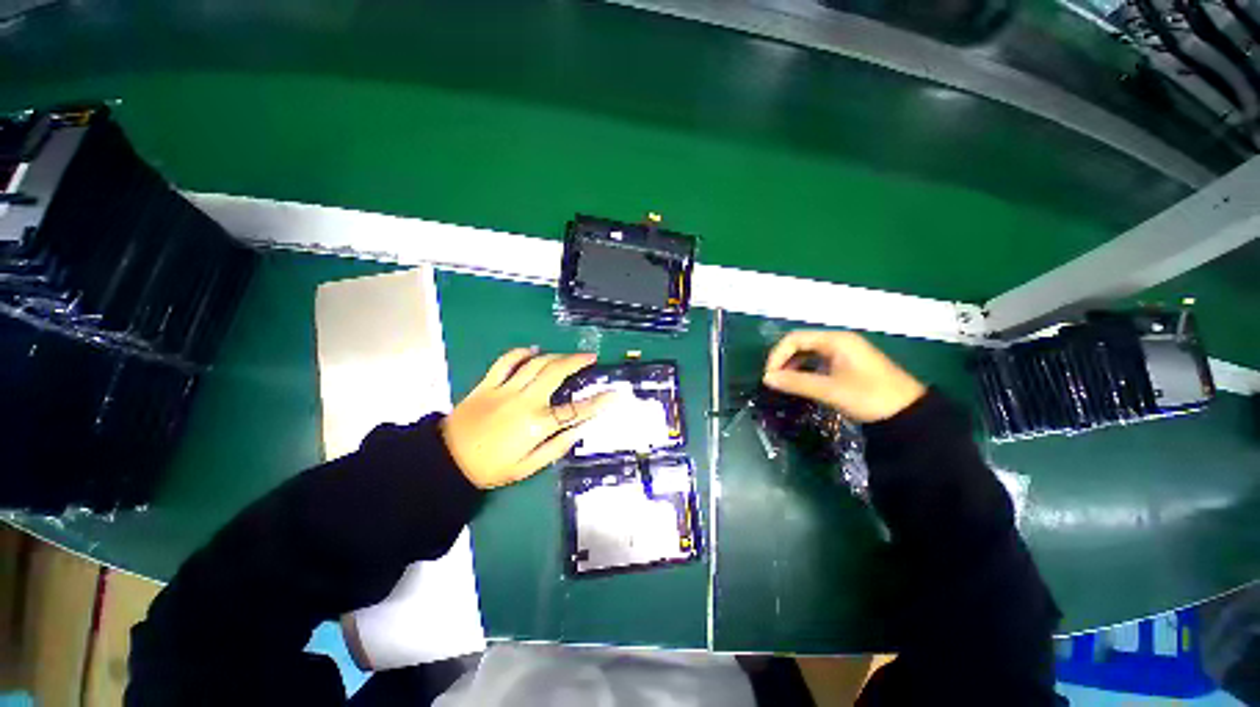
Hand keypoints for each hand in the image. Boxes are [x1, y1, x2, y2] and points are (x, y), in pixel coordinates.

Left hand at [442, 349, 616, 488]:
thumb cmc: (491, 468)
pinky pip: (506, 361)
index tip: (615, 394)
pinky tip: (533, 350)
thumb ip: (558, 447)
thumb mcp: (529, 467)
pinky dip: (521, 352)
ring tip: (569, 355)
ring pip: (536, 363)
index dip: (599, 402)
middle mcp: (525, 401)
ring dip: (556, 355)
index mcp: (537, 425)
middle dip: (577, 361)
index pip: (576, 410)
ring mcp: (505, 389)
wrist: (447, 462)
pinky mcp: (487, 383)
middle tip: (591, 357)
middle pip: (556, 373)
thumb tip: (582, 429)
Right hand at [763, 331, 925, 422]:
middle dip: (783, 360)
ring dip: (793, 366)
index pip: (795, 339)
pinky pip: (818, 362)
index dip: (777, 355)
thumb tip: (766, 378)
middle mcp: (838, 341)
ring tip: (784, 383)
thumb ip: (796, 382)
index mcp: (836, 340)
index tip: (769, 375)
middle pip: (801, 343)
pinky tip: (800, 383)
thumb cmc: (869, 397)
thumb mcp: (830, 390)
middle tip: (773, 380)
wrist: (910, 414)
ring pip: (808, 353)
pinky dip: (805, 371)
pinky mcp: (847, 365)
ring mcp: (844, 353)